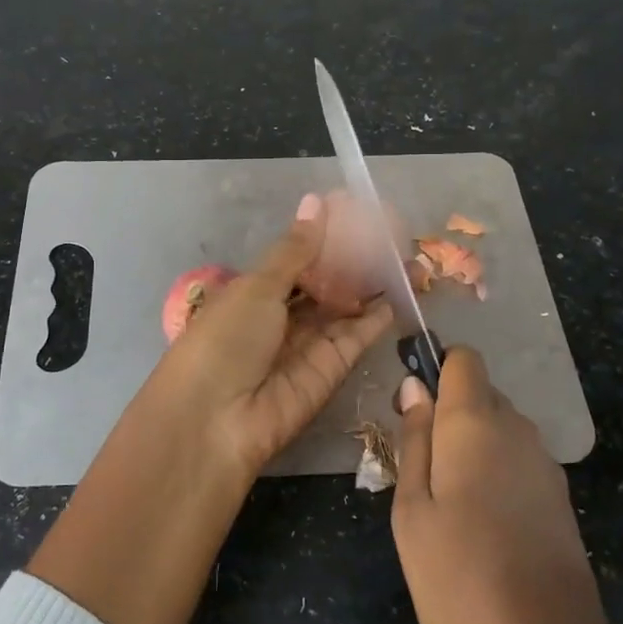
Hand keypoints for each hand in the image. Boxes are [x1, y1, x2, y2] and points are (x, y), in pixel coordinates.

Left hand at [137, 193, 394, 487]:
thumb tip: (317, 201)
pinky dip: (377, 314)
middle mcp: (281, 317)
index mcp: (253, 292)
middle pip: (324, 284)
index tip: (359, 214)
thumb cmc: (225, 339)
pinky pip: (356, 336)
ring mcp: (306, 345)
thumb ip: (295, 250)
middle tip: (393, 234)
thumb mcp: (257, 286)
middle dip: (355, 262)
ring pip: (344, 308)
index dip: (325, 239)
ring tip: (407, 255)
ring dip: (372, 284)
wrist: (215, 421)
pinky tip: (401, 288)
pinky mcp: (330, 371)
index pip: (296, 260)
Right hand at [392, 347, 622, 623]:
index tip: (410, 409)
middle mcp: (518, 430)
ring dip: (470, 447)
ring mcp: (545, 465)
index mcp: (476, 423)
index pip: (463, 360)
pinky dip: (494, 473)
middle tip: (419, 471)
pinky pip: (517, 462)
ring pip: (499, 430)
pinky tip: (481, 526)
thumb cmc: (460, 577)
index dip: (434, 370)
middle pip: (479, 394)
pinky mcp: (560, 499)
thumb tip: (415, 387)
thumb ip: (414, 441)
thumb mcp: (412, 510)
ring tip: (446, 506)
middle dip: (447, 416)